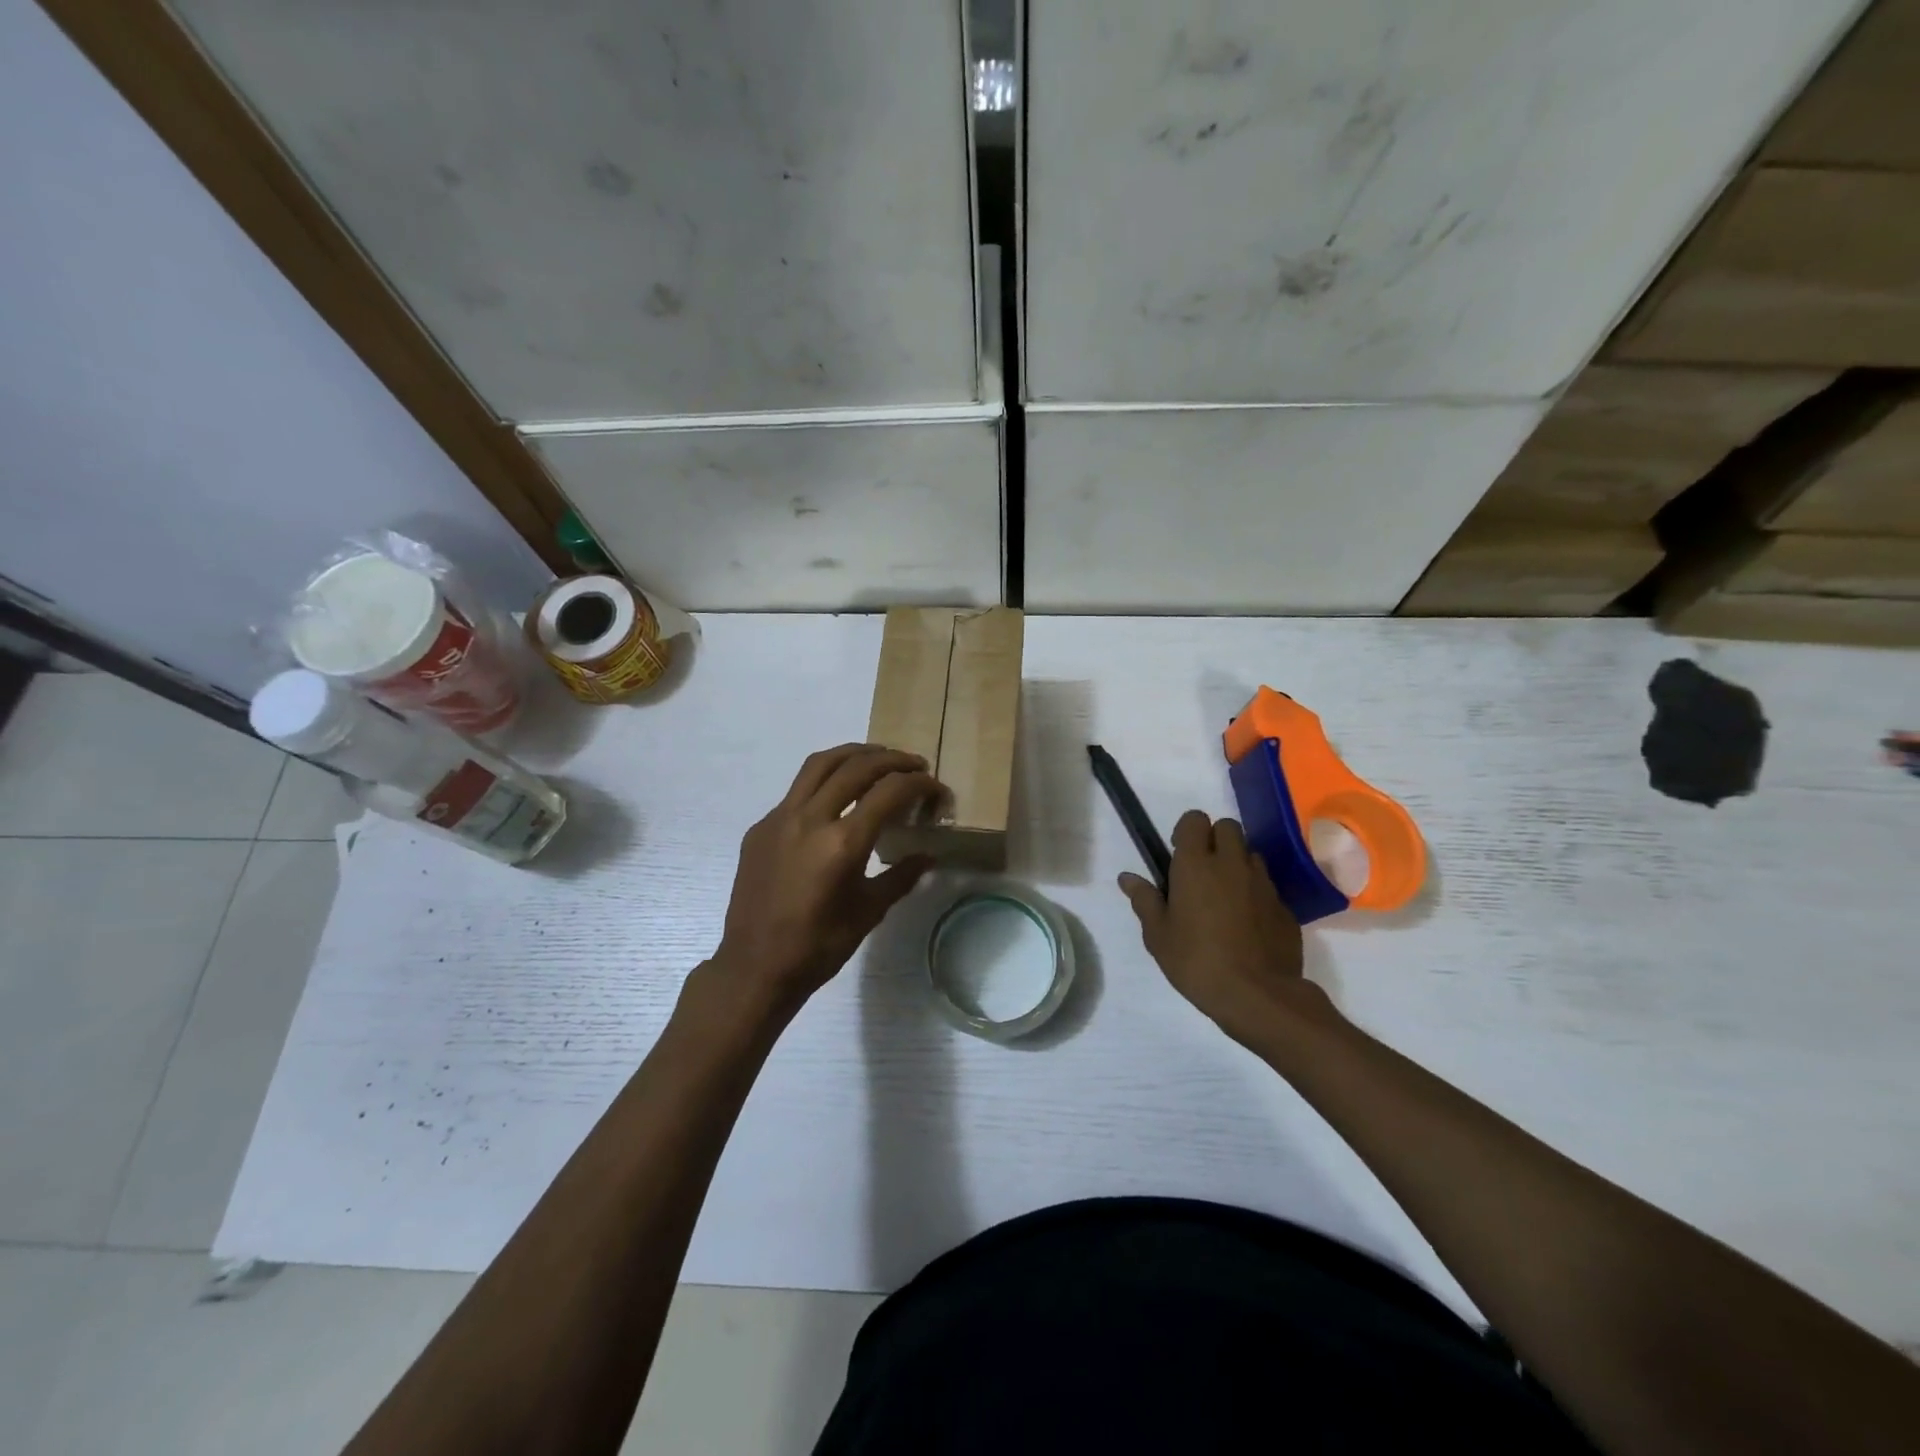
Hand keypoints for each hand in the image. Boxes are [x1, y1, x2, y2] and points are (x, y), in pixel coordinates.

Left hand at [709, 744, 940, 1016]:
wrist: (754, 967)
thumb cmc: (818, 947)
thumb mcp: (869, 912)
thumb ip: (901, 876)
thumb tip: (928, 854)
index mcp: (841, 843)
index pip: (888, 792)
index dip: (918, 784)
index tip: (935, 788)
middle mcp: (809, 819)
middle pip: (856, 767)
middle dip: (891, 759)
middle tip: (914, 765)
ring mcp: (779, 819)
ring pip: (820, 765)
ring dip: (854, 754)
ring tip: (877, 759)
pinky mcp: (760, 827)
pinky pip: (797, 790)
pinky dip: (824, 781)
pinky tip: (836, 798)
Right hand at [1119, 810, 1337, 1046]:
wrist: (1258, 996)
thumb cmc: (1196, 961)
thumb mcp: (1158, 936)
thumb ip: (1145, 901)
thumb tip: (1127, 878)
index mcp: (1196, 865)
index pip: (1195, 819)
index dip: (1186, 831)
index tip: (1178, 855)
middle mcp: (1232, 864)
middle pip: (1228, 827)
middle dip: (1215, 839)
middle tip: (1202, 872)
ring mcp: (1263, 884)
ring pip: (1250, 855)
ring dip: (1237, 865)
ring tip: (1225, 897)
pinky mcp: (1284, 907)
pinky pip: (1267, 887)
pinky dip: (1255, 894)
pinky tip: (1246, 924)